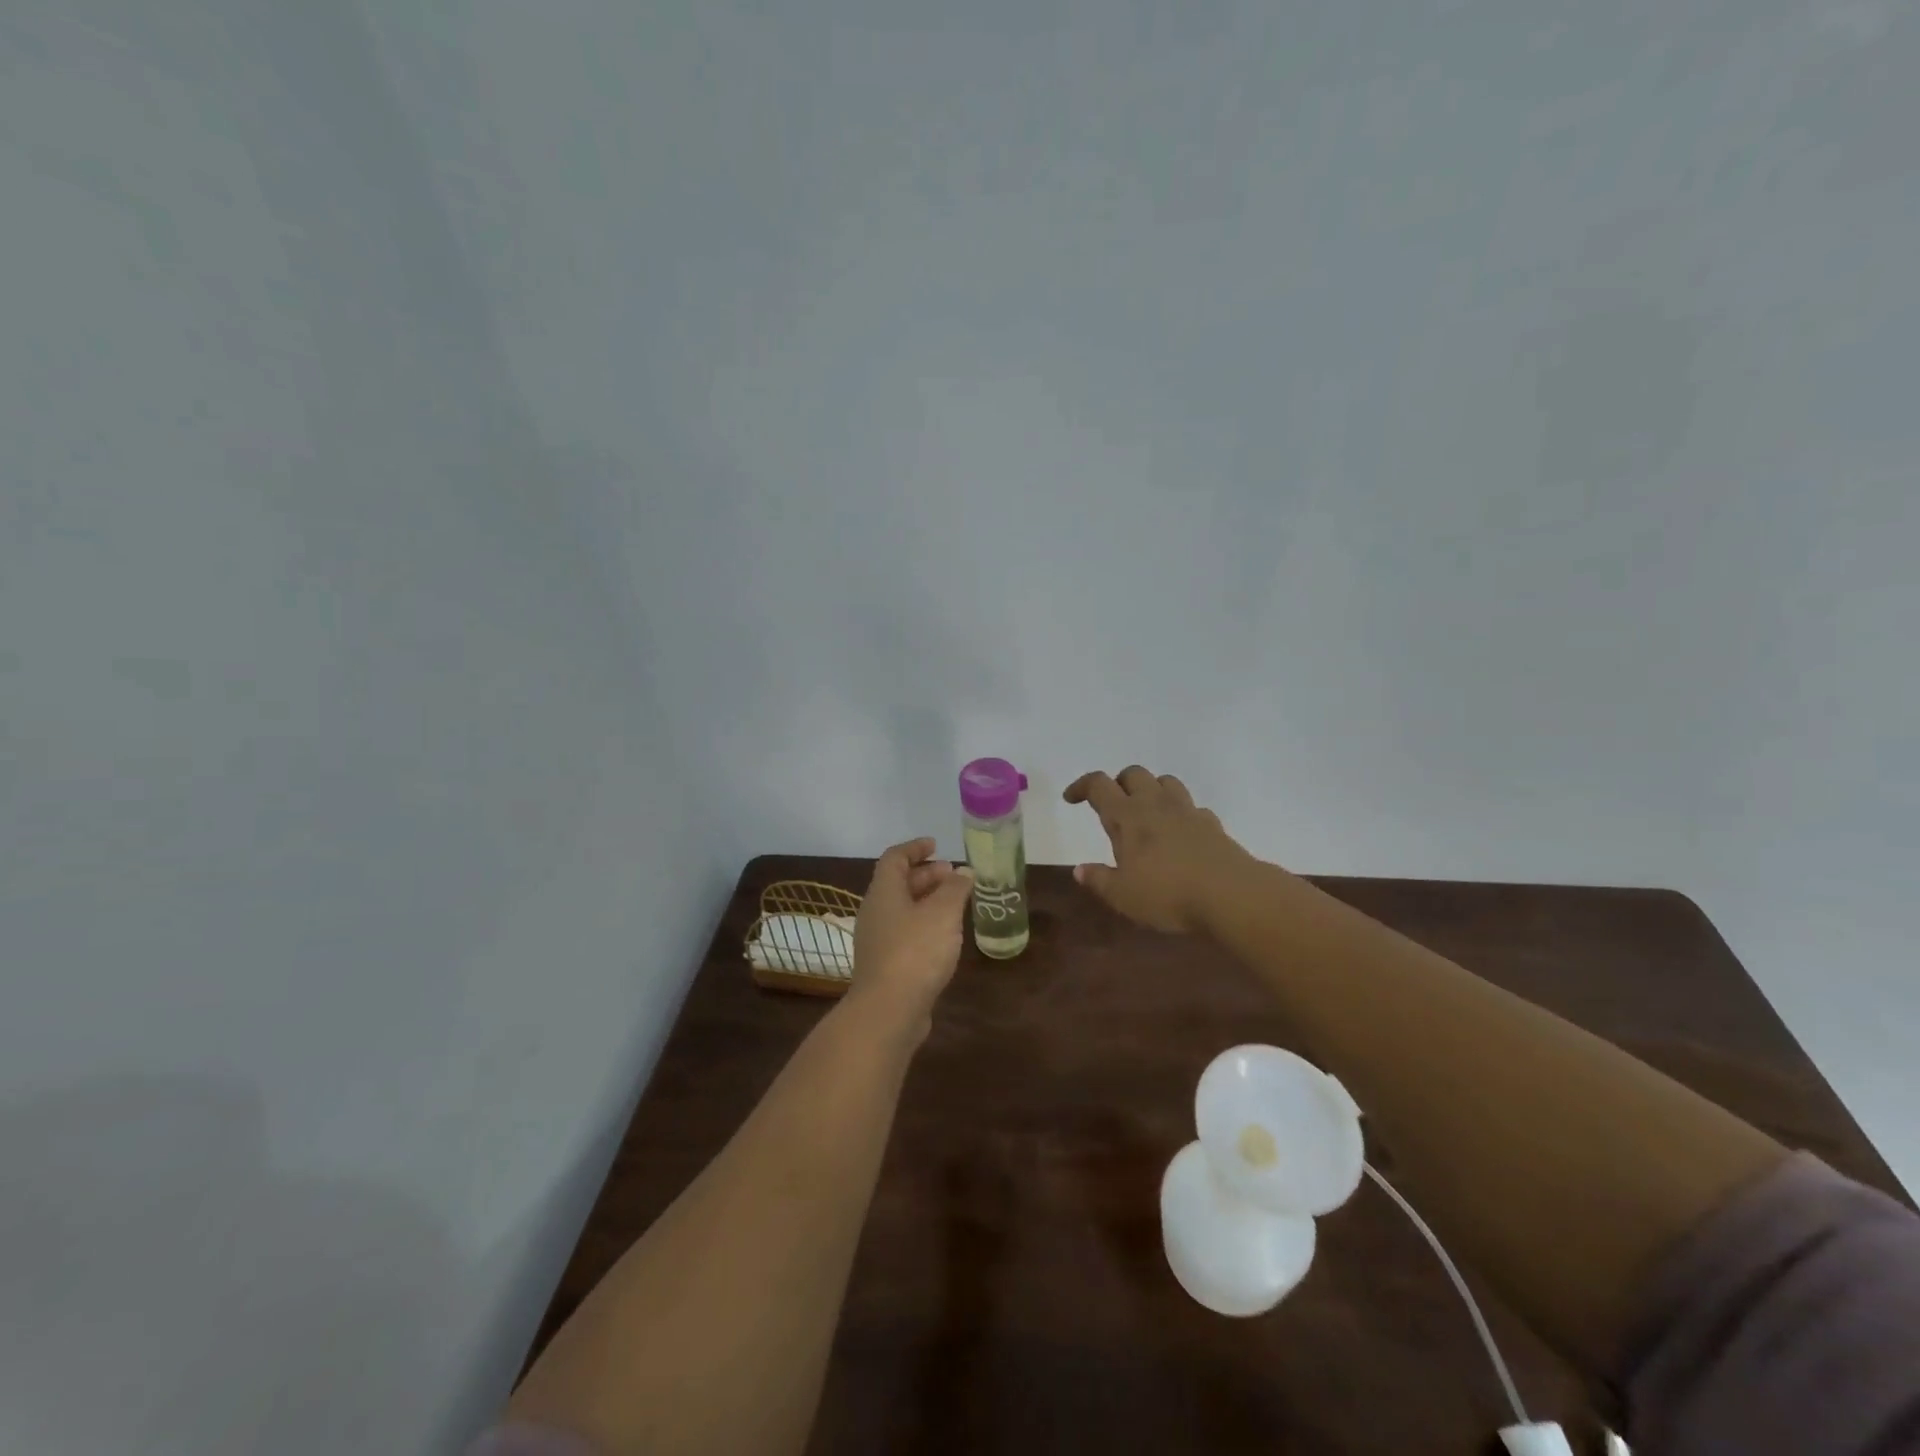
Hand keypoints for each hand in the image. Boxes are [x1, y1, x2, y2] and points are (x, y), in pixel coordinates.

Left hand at [848, 837, 974, 1031]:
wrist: (888, 1011)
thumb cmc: (915, 952)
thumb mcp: (943, 913)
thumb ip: (955, 889)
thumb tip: (963, 872)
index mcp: (884, 892)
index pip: (894, 858)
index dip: (915, 848)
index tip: (937, 845)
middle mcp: (875, 912)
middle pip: (898, 883)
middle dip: (926, 875)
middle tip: (954, 876)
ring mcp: (877, 940)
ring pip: (903, 910)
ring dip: (927, 901)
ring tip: (955, 904)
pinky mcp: (885, 965)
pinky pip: (905, 933)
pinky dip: (925, 925)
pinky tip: (945, 937)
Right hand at [1063, 766, 1253, 933]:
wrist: (1230, 895)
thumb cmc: (1167, 894)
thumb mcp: (1122, 895)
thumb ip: (1099, 879)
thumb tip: (1079, 869)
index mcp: (1127, 817)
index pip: (1099, 785)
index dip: (1081, 786)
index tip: (1071, 799)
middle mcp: (1155, 804)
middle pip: (1133, 774)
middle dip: (1118, 783)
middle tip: (1112, 805)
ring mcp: (1187, 811)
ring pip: (1166, 782)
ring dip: (1151, 789)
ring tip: (1145, 811)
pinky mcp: (1212, 824)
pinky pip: (1192, 807)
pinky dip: (1181, 813)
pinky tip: (1179, 833)